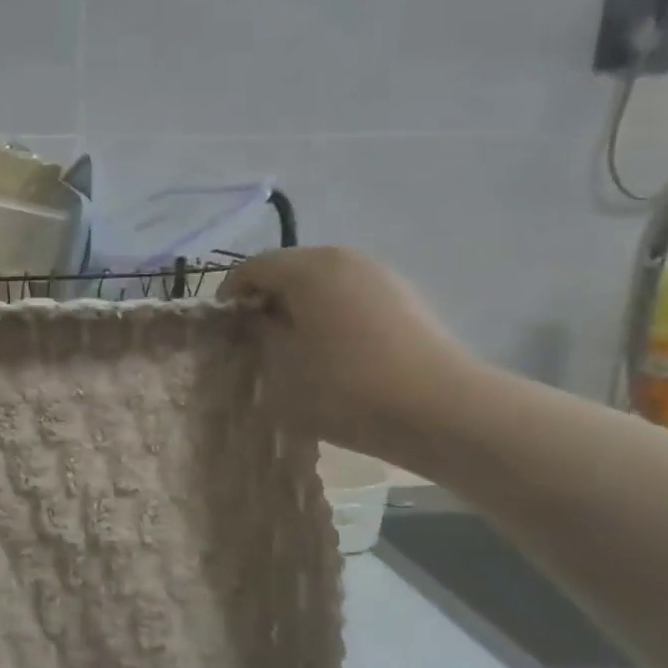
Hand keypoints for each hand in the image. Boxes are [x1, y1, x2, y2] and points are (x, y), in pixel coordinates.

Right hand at [225, 247, 483, 464]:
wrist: (440, 410)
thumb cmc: (346, 387)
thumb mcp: (282, 365)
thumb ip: (258, 332)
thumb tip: (254, 316)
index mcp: (308, 267)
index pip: (251, 267)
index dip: (231, 297)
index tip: (226, 333)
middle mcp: (343, 257)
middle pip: (288, 269)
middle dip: (267, 300)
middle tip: (258, 342)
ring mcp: (379, 274)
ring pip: (321, 283)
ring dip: (300, 309)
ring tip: (297, 350)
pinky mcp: (404, 297)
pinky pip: (350, 296)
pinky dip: (331, 314)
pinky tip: (336, 353)